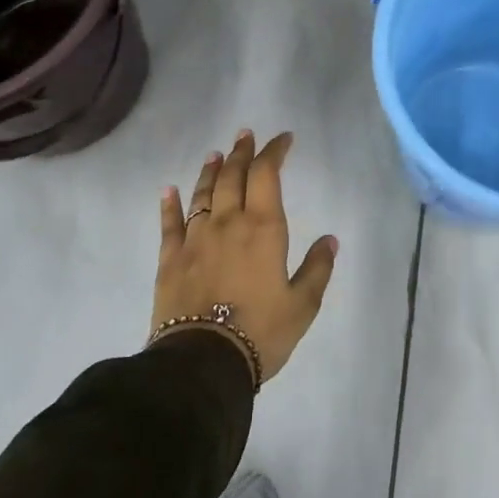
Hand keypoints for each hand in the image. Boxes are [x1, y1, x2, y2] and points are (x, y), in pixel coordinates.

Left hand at [154, 129, 337, 382]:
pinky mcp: (170, 259)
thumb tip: (330, 240)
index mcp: (263, 228)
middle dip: (242, 153)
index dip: (274, 152)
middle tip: (246, 135)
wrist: (203, 362)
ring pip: (202, 194)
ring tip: (216, 154)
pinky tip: (169, 190)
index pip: (267, 175)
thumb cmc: (261, 332)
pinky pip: (169, 224)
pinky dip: (170, 204)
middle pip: (233, 176)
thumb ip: (318, 268)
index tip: (283, 139)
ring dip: (210, 171)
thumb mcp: (302, 305)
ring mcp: (195, 239)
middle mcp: (227, 223)